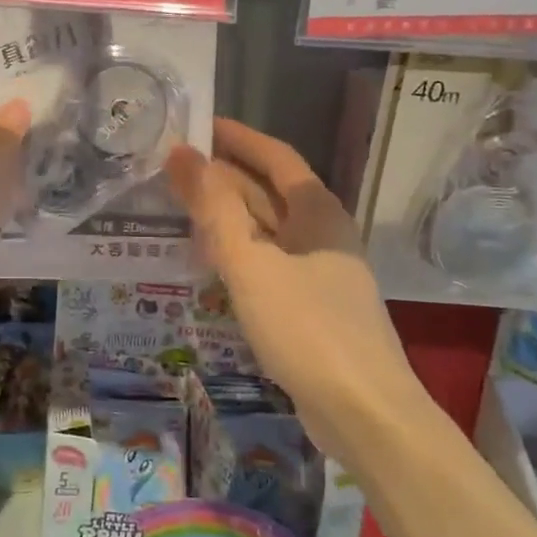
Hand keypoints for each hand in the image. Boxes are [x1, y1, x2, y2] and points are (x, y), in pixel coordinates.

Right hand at [167, 119, 419, 439]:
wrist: (363, 412)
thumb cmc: (306, 326)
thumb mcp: (250, 262)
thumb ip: (213, 207)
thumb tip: (181, 152)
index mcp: (318, 211)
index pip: (275, 156)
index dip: (237, 137)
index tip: (197, 125)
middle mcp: (323, 232)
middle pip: (269, 191)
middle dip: (223, 177)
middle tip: (173, 169)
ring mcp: (320, 271)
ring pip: (267, 229)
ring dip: (227, 216)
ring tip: (180, 208)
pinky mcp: (313, 305)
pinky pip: (268, 262)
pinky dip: (238, 252)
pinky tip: (209, 262)